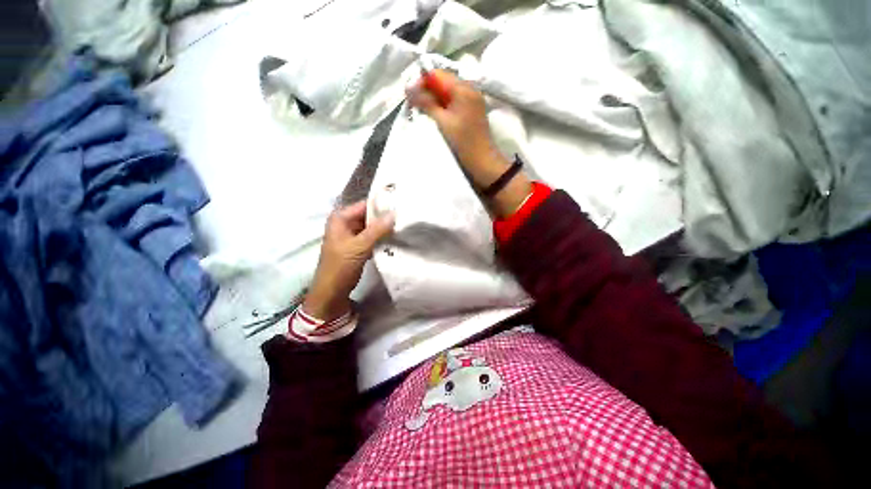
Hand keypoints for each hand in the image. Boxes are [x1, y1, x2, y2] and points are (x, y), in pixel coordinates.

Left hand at [303, 201, 394, 320]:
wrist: (332, 292)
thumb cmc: (341, 266)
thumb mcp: (359, 246)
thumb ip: (377, 230)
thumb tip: (394, 214)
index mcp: (340, 218)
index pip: (365, 205)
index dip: (382, 205)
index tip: (400, 205)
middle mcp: (345, 223)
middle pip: (369, 215)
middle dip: (385, 217)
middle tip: (405, 216)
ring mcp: (352, 235)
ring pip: (372, 227)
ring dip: (385, 228)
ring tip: (403, 226)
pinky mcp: (358, 246)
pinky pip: (372, 237)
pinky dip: (382, 238)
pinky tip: (395, 238)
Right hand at [407, 69, 533, 217]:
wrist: (483, 162)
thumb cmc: (463, 143)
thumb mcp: (443, 122)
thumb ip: (426, 103)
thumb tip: (408, 88)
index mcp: (463, 88)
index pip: (437, 74)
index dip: (421, 82)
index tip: (410, 97)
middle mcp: (469, 89)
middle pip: (443, 81)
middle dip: (427, 91)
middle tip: (415, 105)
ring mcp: (472, 100)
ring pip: (448, 92)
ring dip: (434, 100)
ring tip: (423, 112)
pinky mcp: (472, 111)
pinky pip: (454, 102)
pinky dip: (443, 106)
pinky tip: (436, 117)